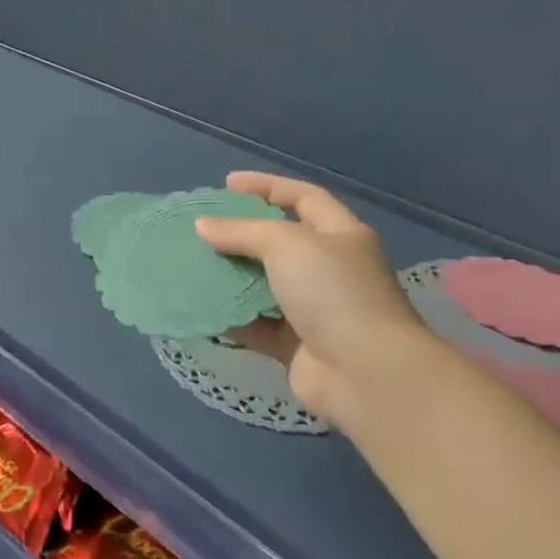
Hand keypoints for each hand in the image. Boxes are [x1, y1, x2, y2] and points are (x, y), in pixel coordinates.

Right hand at [196, 172, 427, 431]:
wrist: (366, 374)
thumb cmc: (333, 292)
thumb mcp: (286, 245)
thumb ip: (241, 231)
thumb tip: (202, 225)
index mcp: (341, 236)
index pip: (304, 197)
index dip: (267, 186)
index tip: (227, 184)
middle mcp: (330, 269)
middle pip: (280, 242)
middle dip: (242, 233)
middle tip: (203, 228)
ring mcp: (314, 309)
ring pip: (264, 285)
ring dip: (232, 276)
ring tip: (193, 264)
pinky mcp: (295, 345)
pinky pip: (256, 325)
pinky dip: (231, 318)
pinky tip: (201, 308)